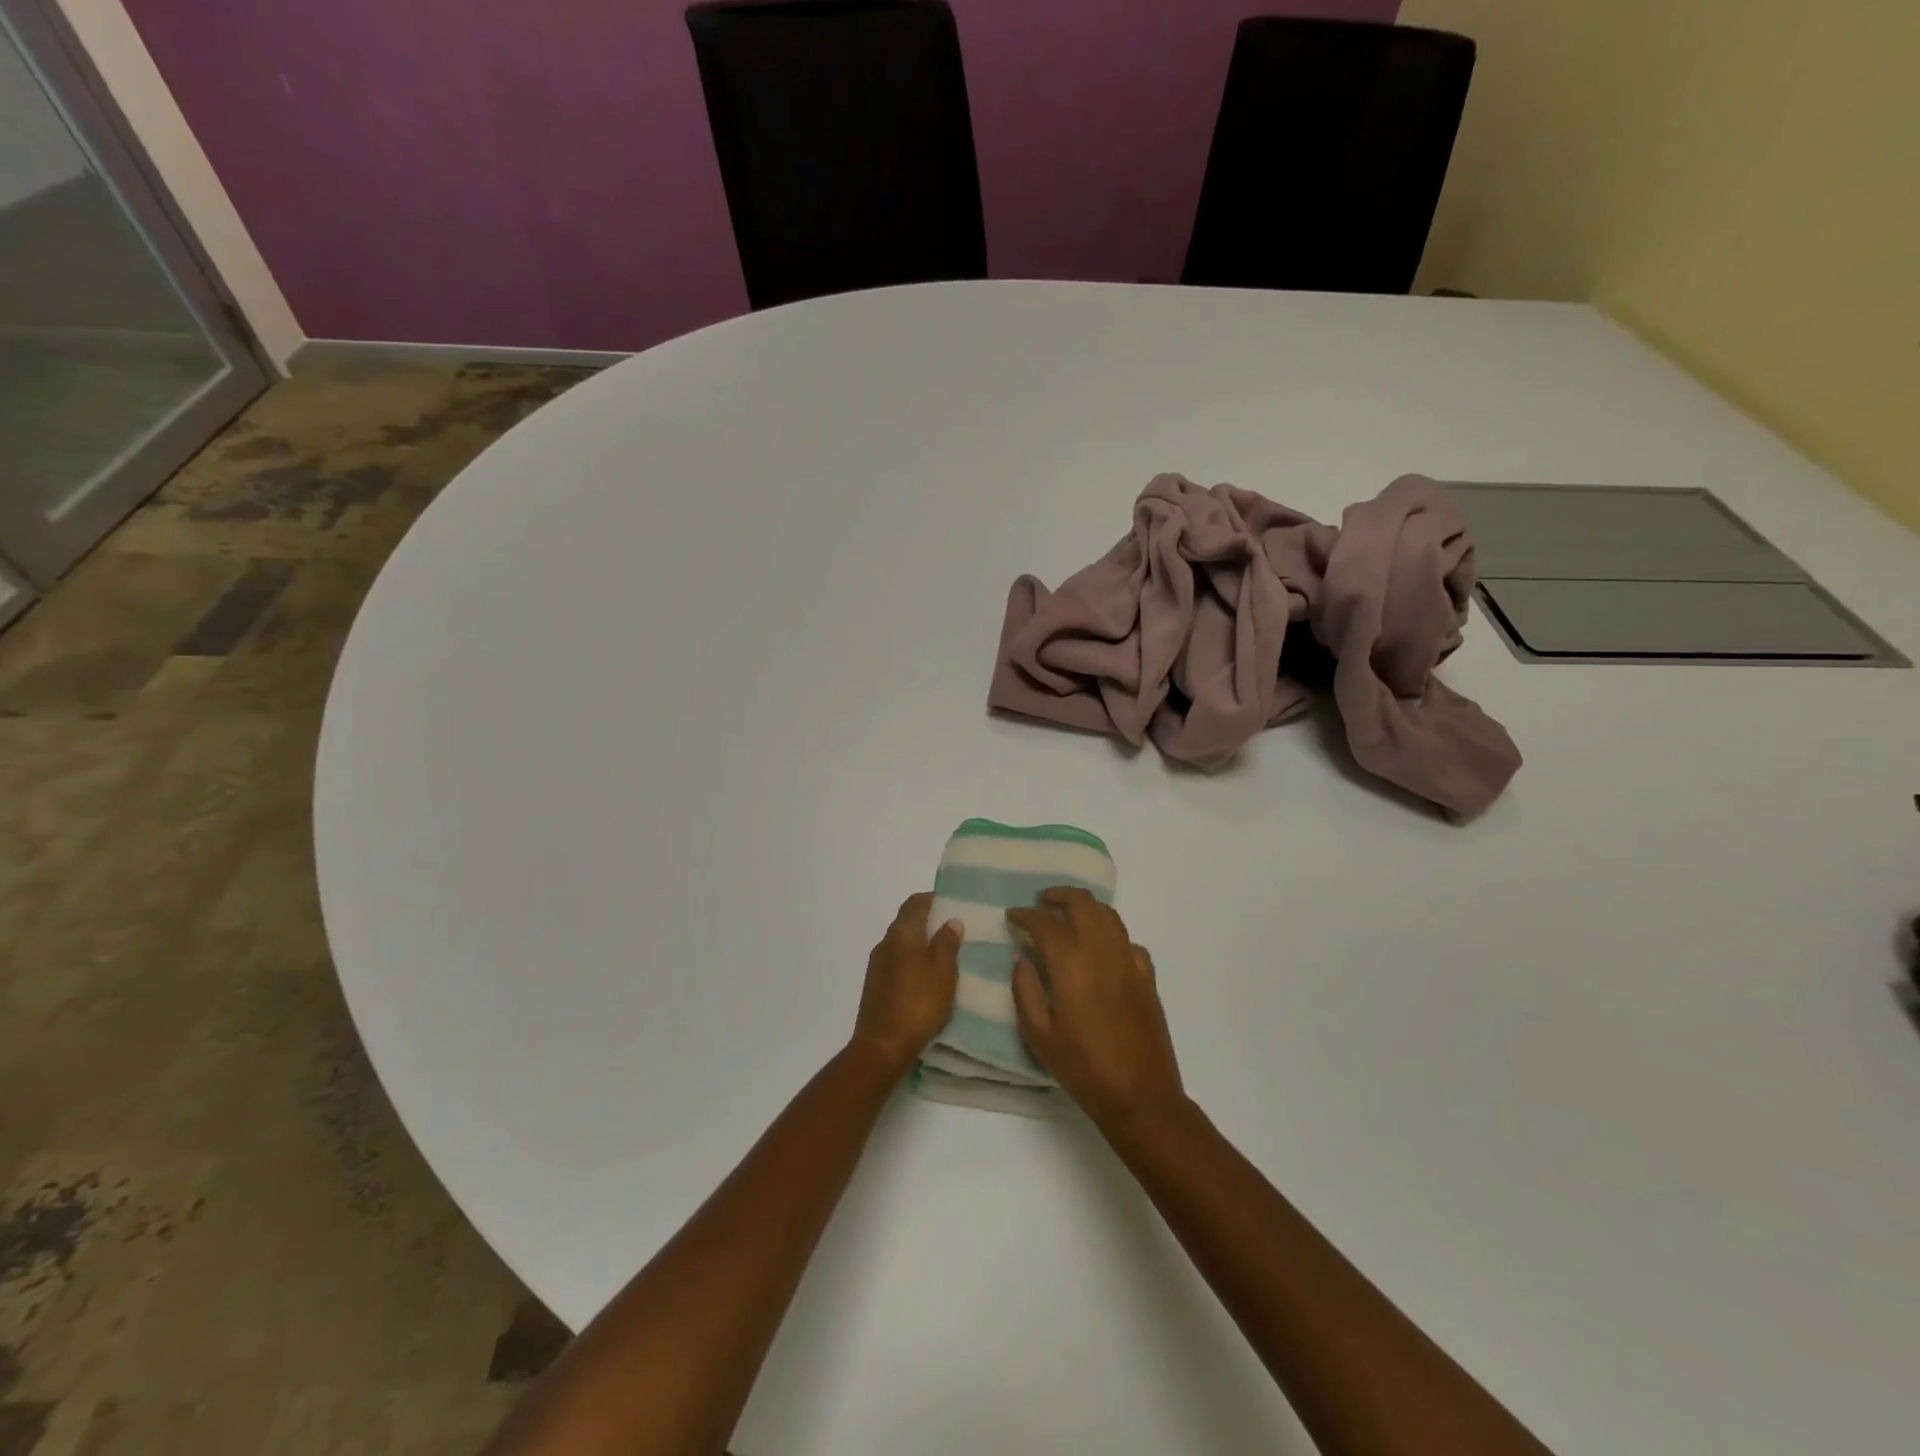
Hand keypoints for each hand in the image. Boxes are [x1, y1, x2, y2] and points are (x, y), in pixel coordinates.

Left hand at [850, 892, 961, 1079]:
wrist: (882, 1046)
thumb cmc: (918, 1002)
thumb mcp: (943, 971)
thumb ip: (947, 943)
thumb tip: (950, 920)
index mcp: (901, 933)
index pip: (915, 903)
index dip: (933, 899)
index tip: (952, 903)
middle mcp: (885, 943)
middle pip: (907, 922)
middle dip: (929, 922)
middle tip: (955, 930)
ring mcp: (877, 966)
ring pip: (902, 944)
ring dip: (921, 944)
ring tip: (946, 955)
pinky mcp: (876, 986)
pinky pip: (897, 963)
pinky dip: (913, 962)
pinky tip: (928, 978)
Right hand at [1008, 888, 1183, 1125]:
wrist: (1140, 1096)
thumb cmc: (1083, 1068)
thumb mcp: (1039, 1036)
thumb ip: (1025, 990)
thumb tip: (1022, 959)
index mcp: (1071, 964)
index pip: (1045, 923)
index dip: (1025, 915)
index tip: (1012, 916)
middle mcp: (1102, 952)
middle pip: (1083, 903)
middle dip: (1059, 896)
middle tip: (1042, 903)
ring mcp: (1129, 962)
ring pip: (1109, 915)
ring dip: (1086, 908)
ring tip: (1069, 916)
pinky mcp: (1147, 977)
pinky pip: (1129, 941)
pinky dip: (1111, 935)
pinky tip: (1102, 950)